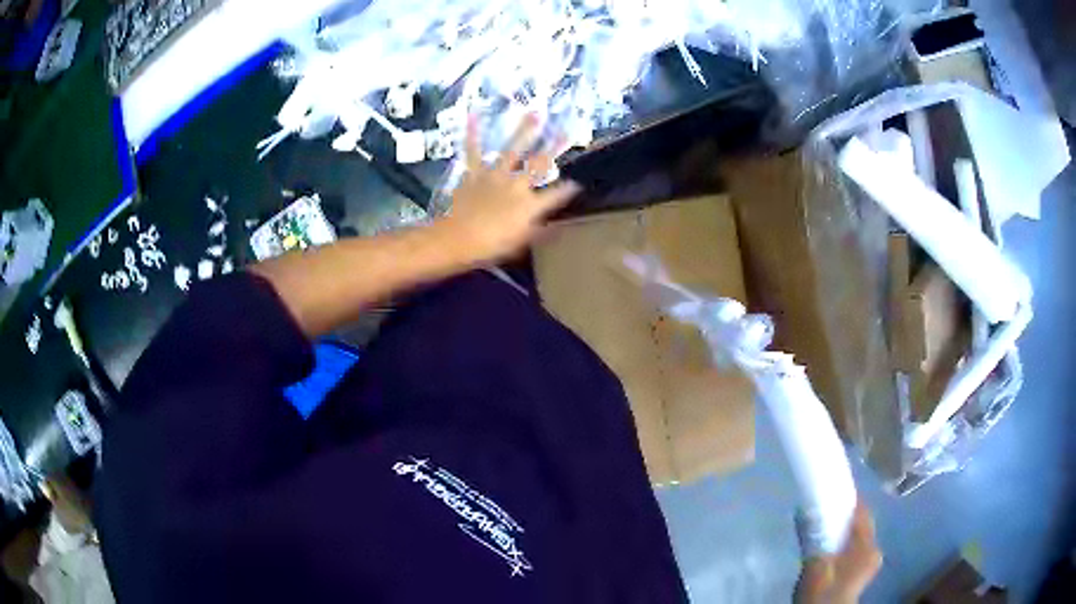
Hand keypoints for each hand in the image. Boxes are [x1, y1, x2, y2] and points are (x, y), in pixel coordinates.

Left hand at [438, 114, 580, 263]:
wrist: (457, 238)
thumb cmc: (490, 246)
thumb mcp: (520, 244)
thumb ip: (540, 232)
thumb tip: (558, 225)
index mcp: (530, 205)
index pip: (556, 195)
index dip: (568, 189)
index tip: (578, 183)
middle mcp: (517, 185)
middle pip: (539, 164)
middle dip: (555, 147)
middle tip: (567, 131)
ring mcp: (495, 176)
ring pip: (513, 150)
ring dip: (525, 131)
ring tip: (535, 113)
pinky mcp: (475, 173)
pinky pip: (474, 151)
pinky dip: (472, 134)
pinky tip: (473, 115)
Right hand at [795, 503, 881, 603]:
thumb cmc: (823, 590)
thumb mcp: (815, 564)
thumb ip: (812, 537)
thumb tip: (802, 510)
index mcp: (868, 545)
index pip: (862, 511)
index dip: (847, 498)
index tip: (830, 489)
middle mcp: (873, 550)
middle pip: (860, 524)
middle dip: (843, 515)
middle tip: (821, 510)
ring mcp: (868, 563)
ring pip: (856, 537)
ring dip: (841, 531)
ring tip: (820, 528)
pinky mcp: (859, 573)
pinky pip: (852, 549)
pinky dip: (841, 544)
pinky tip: (826, 548)